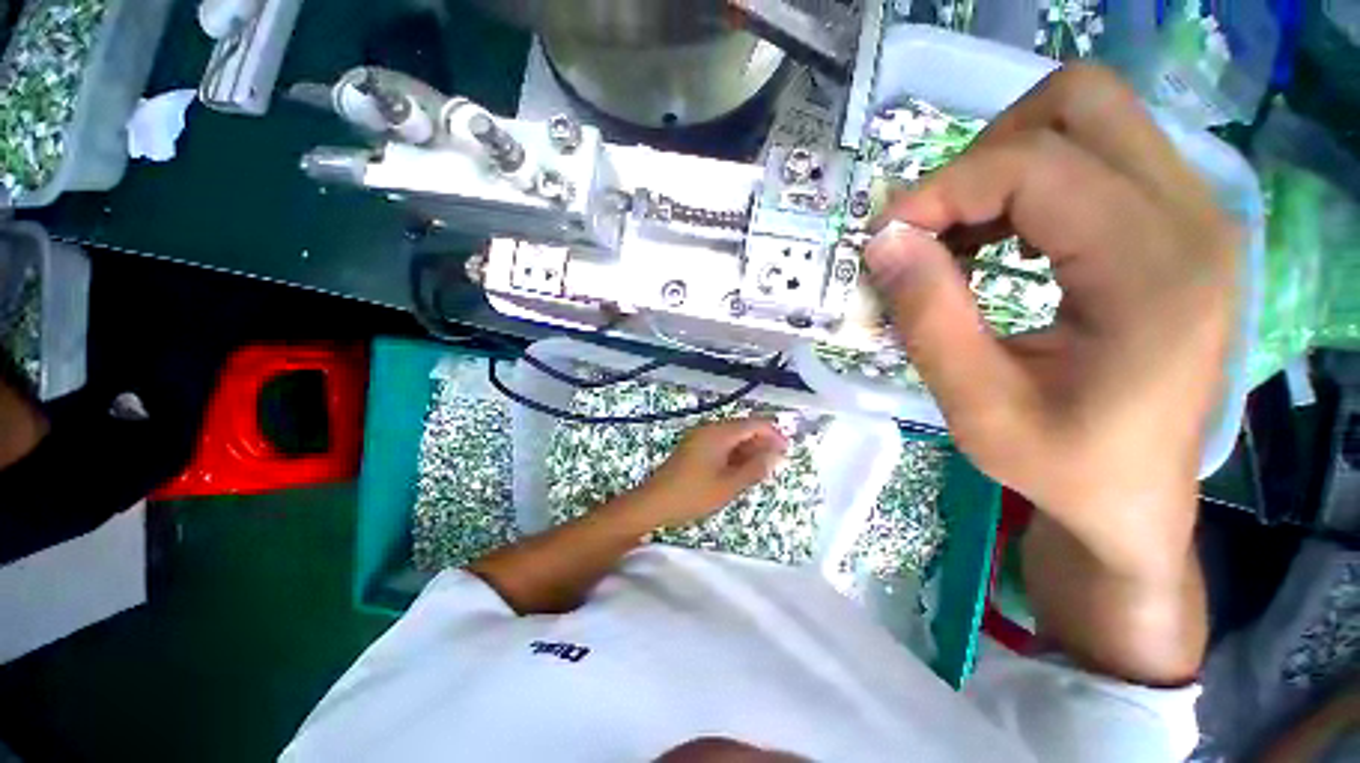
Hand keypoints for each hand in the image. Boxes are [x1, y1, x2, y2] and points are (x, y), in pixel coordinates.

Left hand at [634, 419, 788, 527]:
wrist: (654, 503)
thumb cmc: (693, 495)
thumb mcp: (729, 485)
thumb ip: (755, 468)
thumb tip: (776, 455)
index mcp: (718, 433)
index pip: (753, 424)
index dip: (773, 433)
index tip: (787, 450)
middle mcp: (709, 429)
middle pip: (742, 428)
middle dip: (761, 442)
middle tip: (776, 462)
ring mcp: (699, 438)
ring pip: (731, 437)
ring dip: (748, 449)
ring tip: (762, 469)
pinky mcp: (693, 448)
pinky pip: (720, 444)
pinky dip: (734, 454)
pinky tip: (741, 469)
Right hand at [868, 64, 1237, 573]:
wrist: (1133, 495)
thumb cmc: (1061, 465)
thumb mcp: (976, 407)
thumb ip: (927, 318)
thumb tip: (882, 241)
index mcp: (1155, 270)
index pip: (1036, 164)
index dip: (944, 187)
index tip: (886, 236)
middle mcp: (1192, 217)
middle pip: (1080, 101)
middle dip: (983, 152)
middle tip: (934, 223)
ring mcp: (1192, 212)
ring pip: (1087, 117)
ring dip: (1002, 165)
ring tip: (958, 236)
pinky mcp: (1175, 223)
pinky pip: (1095, 155)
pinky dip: (1027, 183)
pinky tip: (998, 241)